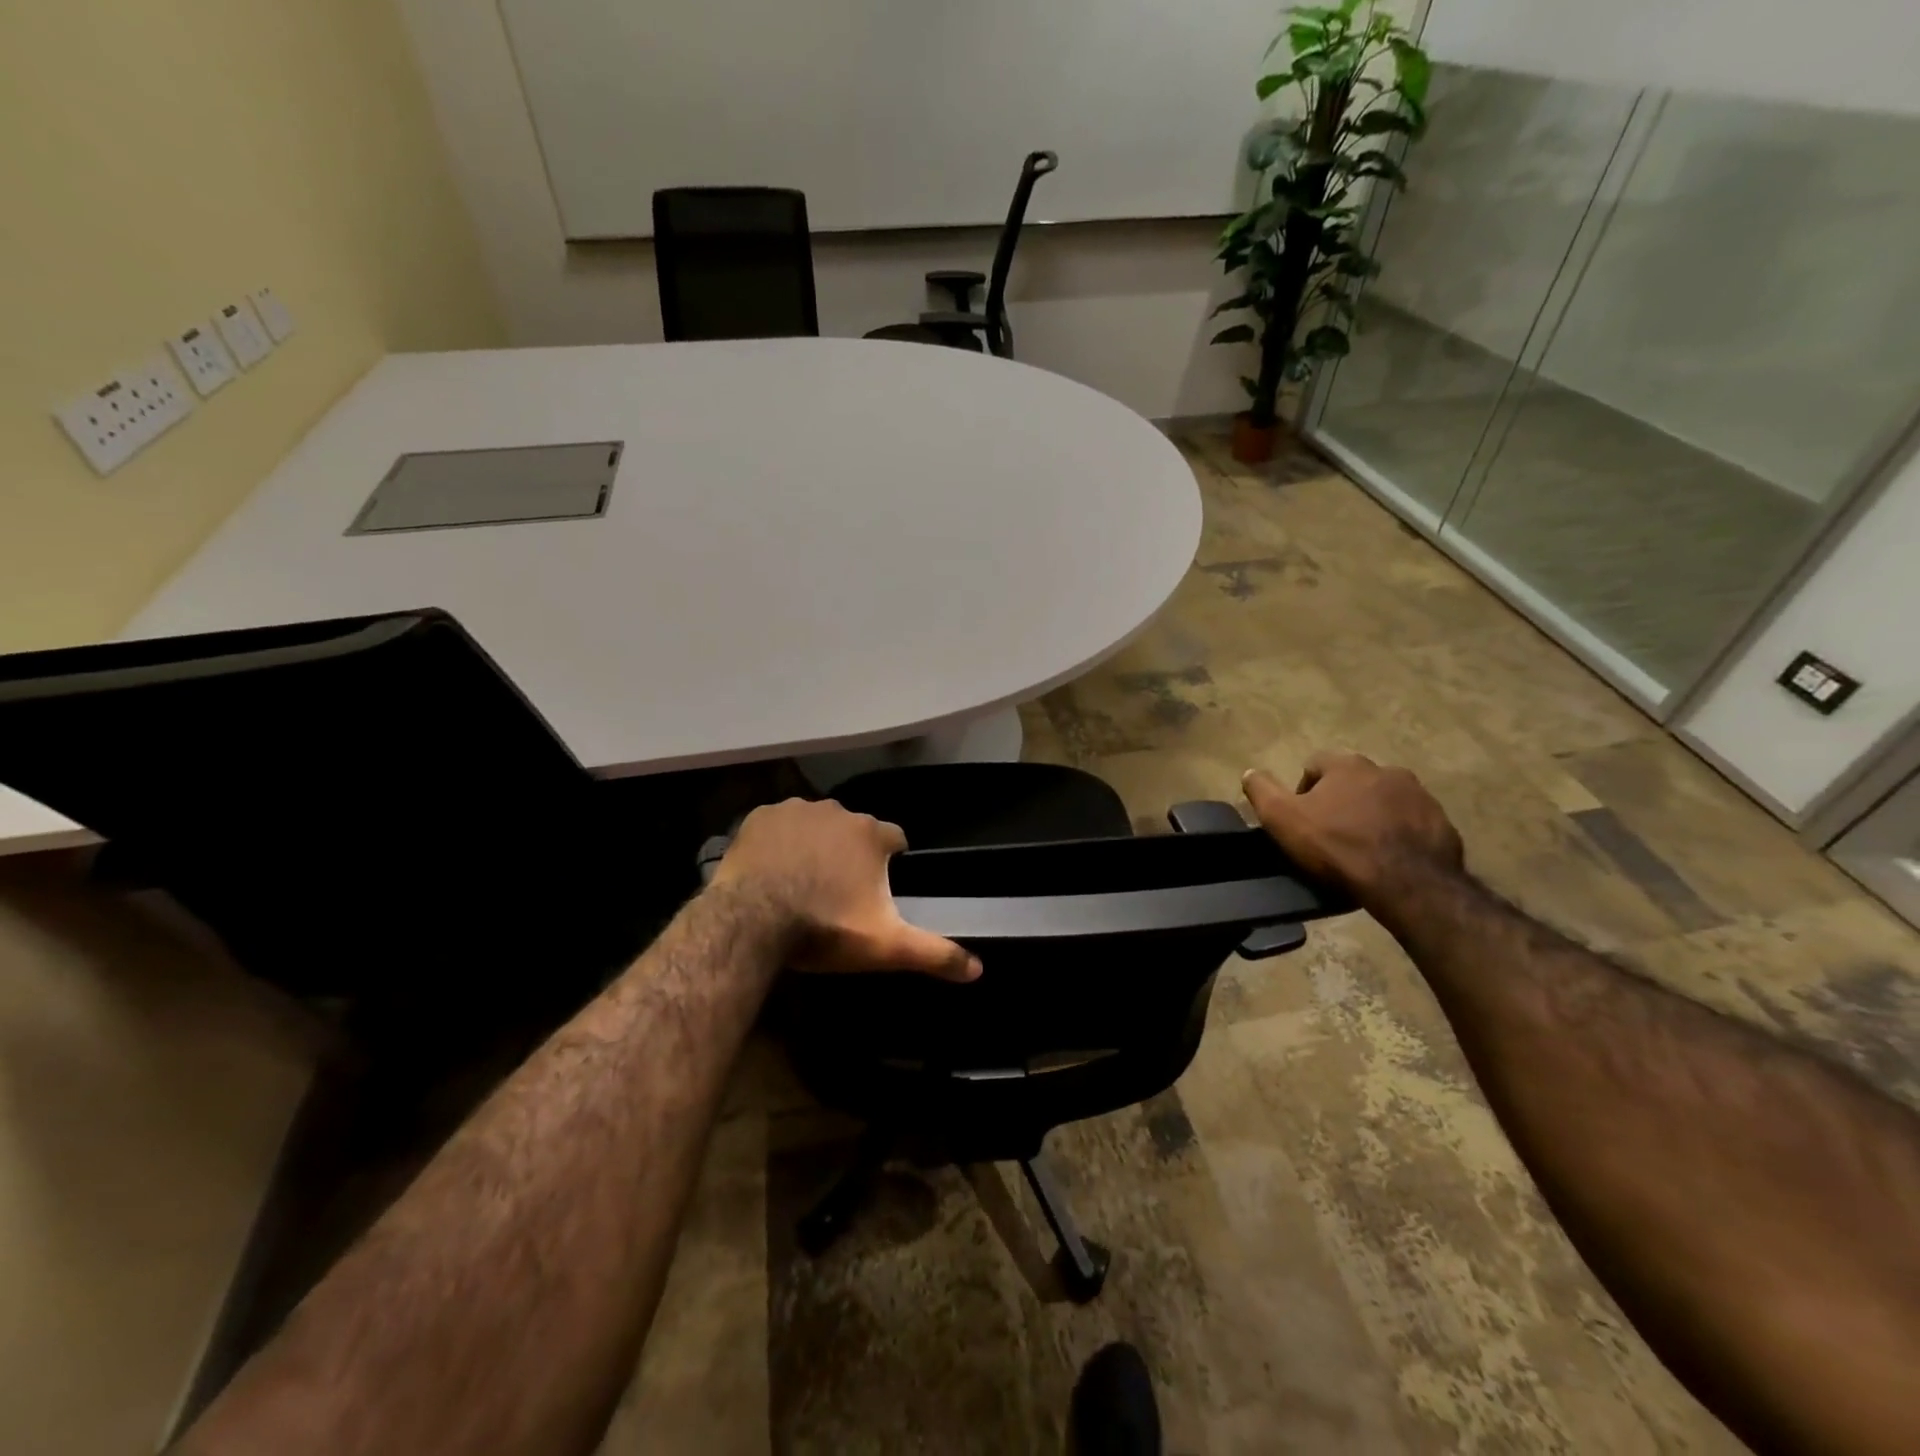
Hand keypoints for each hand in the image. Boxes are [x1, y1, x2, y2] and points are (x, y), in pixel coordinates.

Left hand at [710, 798, 981, 981]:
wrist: (751, 922)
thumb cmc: (825, 929)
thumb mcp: (885, 946)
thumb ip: (934, 953)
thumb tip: (978, 970)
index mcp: (872, 834)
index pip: (896, 840)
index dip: (890, 862)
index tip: (877, 889)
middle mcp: (838, 811)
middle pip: (854, 831)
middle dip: (850, 854)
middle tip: (835, 892)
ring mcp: (796, 810)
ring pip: (816, 824)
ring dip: (815, 844)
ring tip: (801, 881)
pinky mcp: (761, 816)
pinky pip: (779, 824)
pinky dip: (779, 841)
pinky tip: (772, 869)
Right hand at [1242, 752, 1463, 912]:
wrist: (1406, 883)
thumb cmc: (1336, 845)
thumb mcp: (1282, 818)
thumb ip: (1261, 790)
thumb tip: (1249, 772)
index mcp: (1348, 765)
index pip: (1316, 764)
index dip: (1303, 789)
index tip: (1302, 818)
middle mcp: (1387, 770)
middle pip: (1354, 780)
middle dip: (1341, 800)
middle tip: (1331, 832)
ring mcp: (1420, 796)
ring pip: (1386, 800)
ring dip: (1373, 814)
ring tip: (1362, 847)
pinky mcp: (1443, 823)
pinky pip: (1413, 823)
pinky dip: (1400, 834)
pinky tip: (1390, 858)